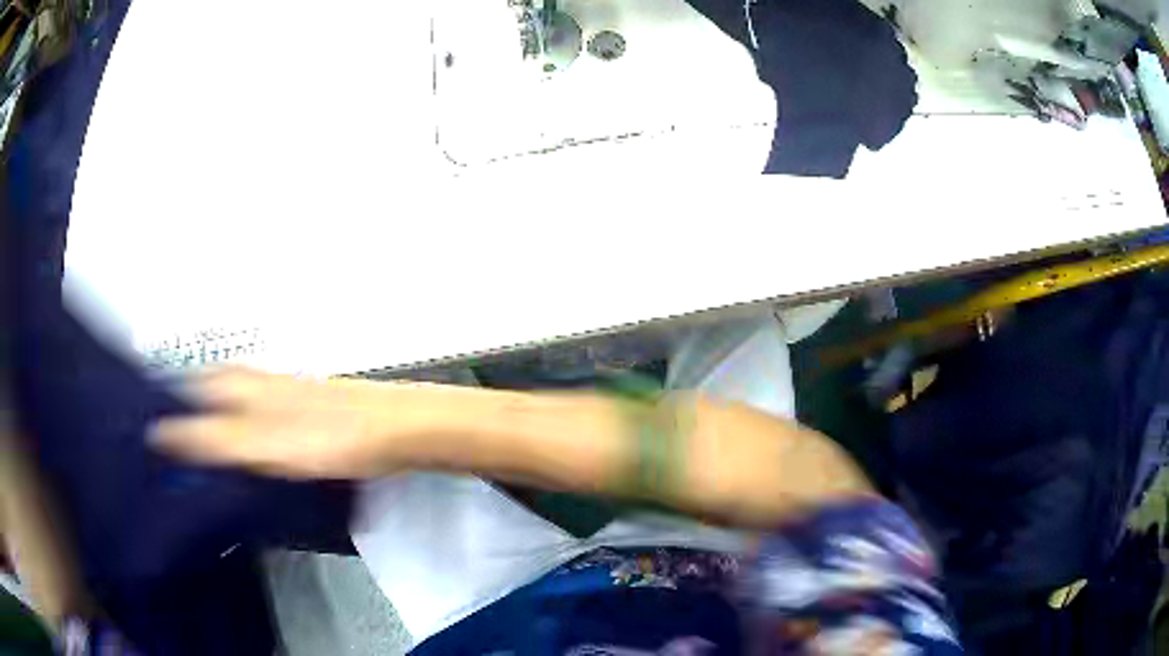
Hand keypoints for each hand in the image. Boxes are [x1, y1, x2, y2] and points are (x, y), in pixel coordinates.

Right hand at [150, 367, 413, 478]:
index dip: (160, 404)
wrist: (392, 431)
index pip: (183, 385)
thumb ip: (210, 439)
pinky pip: (252, 414)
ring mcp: (276, 394)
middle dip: (178, 409)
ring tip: (189, 448)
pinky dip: (235, 427)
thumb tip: (159, 434)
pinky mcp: (298, 412)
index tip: (139, 429)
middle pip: (202, 388)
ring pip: (226, 398)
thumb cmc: (326, 437)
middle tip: (159, 442)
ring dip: (204, 416)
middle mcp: (251, 380)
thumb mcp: (259, 443)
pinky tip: (240, 449)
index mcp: (237, 383)